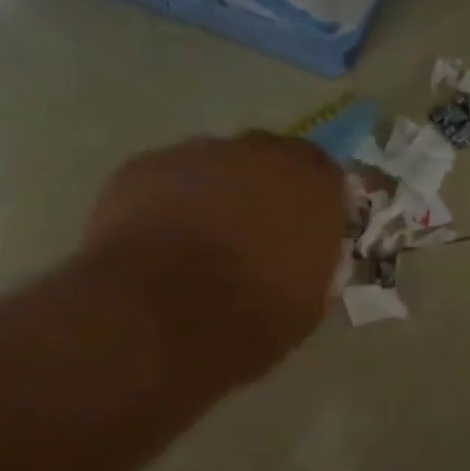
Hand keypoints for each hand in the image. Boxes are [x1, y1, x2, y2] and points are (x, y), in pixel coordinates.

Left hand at [83, 133, 346, 378]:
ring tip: (195, 246)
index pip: (325, 178)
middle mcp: (260, 152)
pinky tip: (156, 244)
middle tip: (250, 239)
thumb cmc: (250, 317)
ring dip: (212, 197)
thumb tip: (300, 262)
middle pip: (267, 162)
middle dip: (261, 193)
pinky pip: (165, 181)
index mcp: (312, 183)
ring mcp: (197, 153)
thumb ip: (310, 264)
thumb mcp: (306, 304)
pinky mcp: (144, 166)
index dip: (312, 207)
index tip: (303, 236)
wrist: (161, 315)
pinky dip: (165, 205)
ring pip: (213, 168)